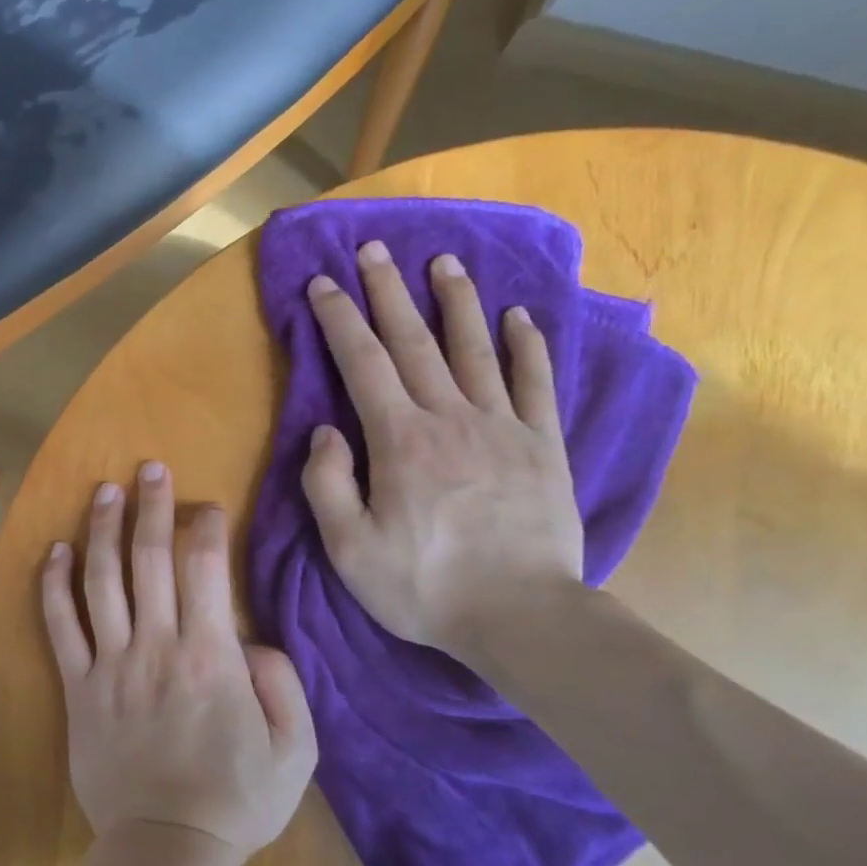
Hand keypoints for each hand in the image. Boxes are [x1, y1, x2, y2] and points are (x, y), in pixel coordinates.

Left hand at [41, 463, 317, 858]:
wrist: (168, 848)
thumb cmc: (237, 799)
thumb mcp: (297, 748)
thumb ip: (283, 683)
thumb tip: (252, 639)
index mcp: (212, 655)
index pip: (205, 568)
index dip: (204, 526)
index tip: (205, 505)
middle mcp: (157, 645)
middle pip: (150, 560)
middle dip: (153, 507)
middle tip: (151, 468)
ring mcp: (111, 664)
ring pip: (102, 581)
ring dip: (103, 530)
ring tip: (105, 491)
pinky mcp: (78, 687)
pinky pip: (60, 627)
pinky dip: (55, 586)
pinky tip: (56, 551)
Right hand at [301, 242, 583, 657]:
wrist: (521, 616)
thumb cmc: (423, 585)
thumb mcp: (348, 547)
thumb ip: (327, 483)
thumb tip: (327, 431)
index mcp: (398, 439)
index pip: (362, 362)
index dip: (340, 318)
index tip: (324, 282)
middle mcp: (449, 417)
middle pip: (414, 341)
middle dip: (389, 291)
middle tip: (374, 249)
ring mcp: (502, 426)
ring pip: (475, 348)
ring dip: (456, 302)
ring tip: (443, 262)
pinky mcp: (543, 446)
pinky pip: (535, 383)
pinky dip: (527, 345)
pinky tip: (519, 315)